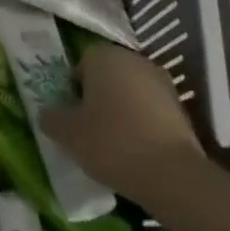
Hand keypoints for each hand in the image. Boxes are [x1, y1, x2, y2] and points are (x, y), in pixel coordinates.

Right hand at [41, 44, 204, 198]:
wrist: (172, 174)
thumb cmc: (112, 143)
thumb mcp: (68, 133)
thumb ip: (52, 117)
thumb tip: (48, 113)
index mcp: (104, 56)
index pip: (80, 66)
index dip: (73, 92)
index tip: (72, 118)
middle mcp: (133, 59)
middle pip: (106, 76)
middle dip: (97, 98)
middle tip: (89, 130)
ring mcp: (161, 81)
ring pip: (129, 93)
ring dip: (121, 111)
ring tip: (114, 144)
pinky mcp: (180, 106)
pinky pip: (150, 110)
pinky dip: (141, 124)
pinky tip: (137, 150)